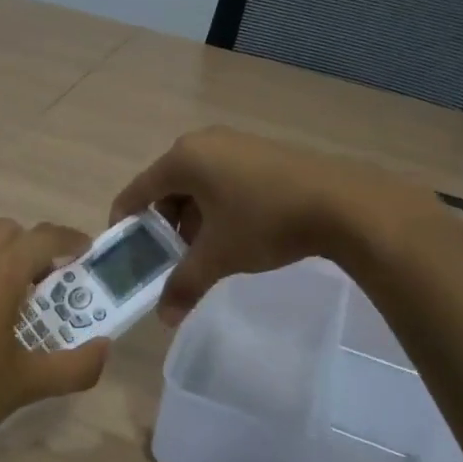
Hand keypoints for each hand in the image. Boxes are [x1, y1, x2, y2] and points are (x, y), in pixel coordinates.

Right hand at [110, 127, 427, 322]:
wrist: (339, 202)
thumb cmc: (264, 222)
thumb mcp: (219, 256)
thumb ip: (184, 284)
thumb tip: (164, 318)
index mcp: (183, 159)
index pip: (138, 190)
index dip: (126, 221)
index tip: (123, 248)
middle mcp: (204, 143)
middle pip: (167, 186)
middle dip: (163, 224)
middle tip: (167, 257)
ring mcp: (235, 144)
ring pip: (197, 183)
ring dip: (192, 217)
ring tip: (201, 251)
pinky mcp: (261, 152)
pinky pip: (222, 178)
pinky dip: (216, 205)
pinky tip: (232, 233)